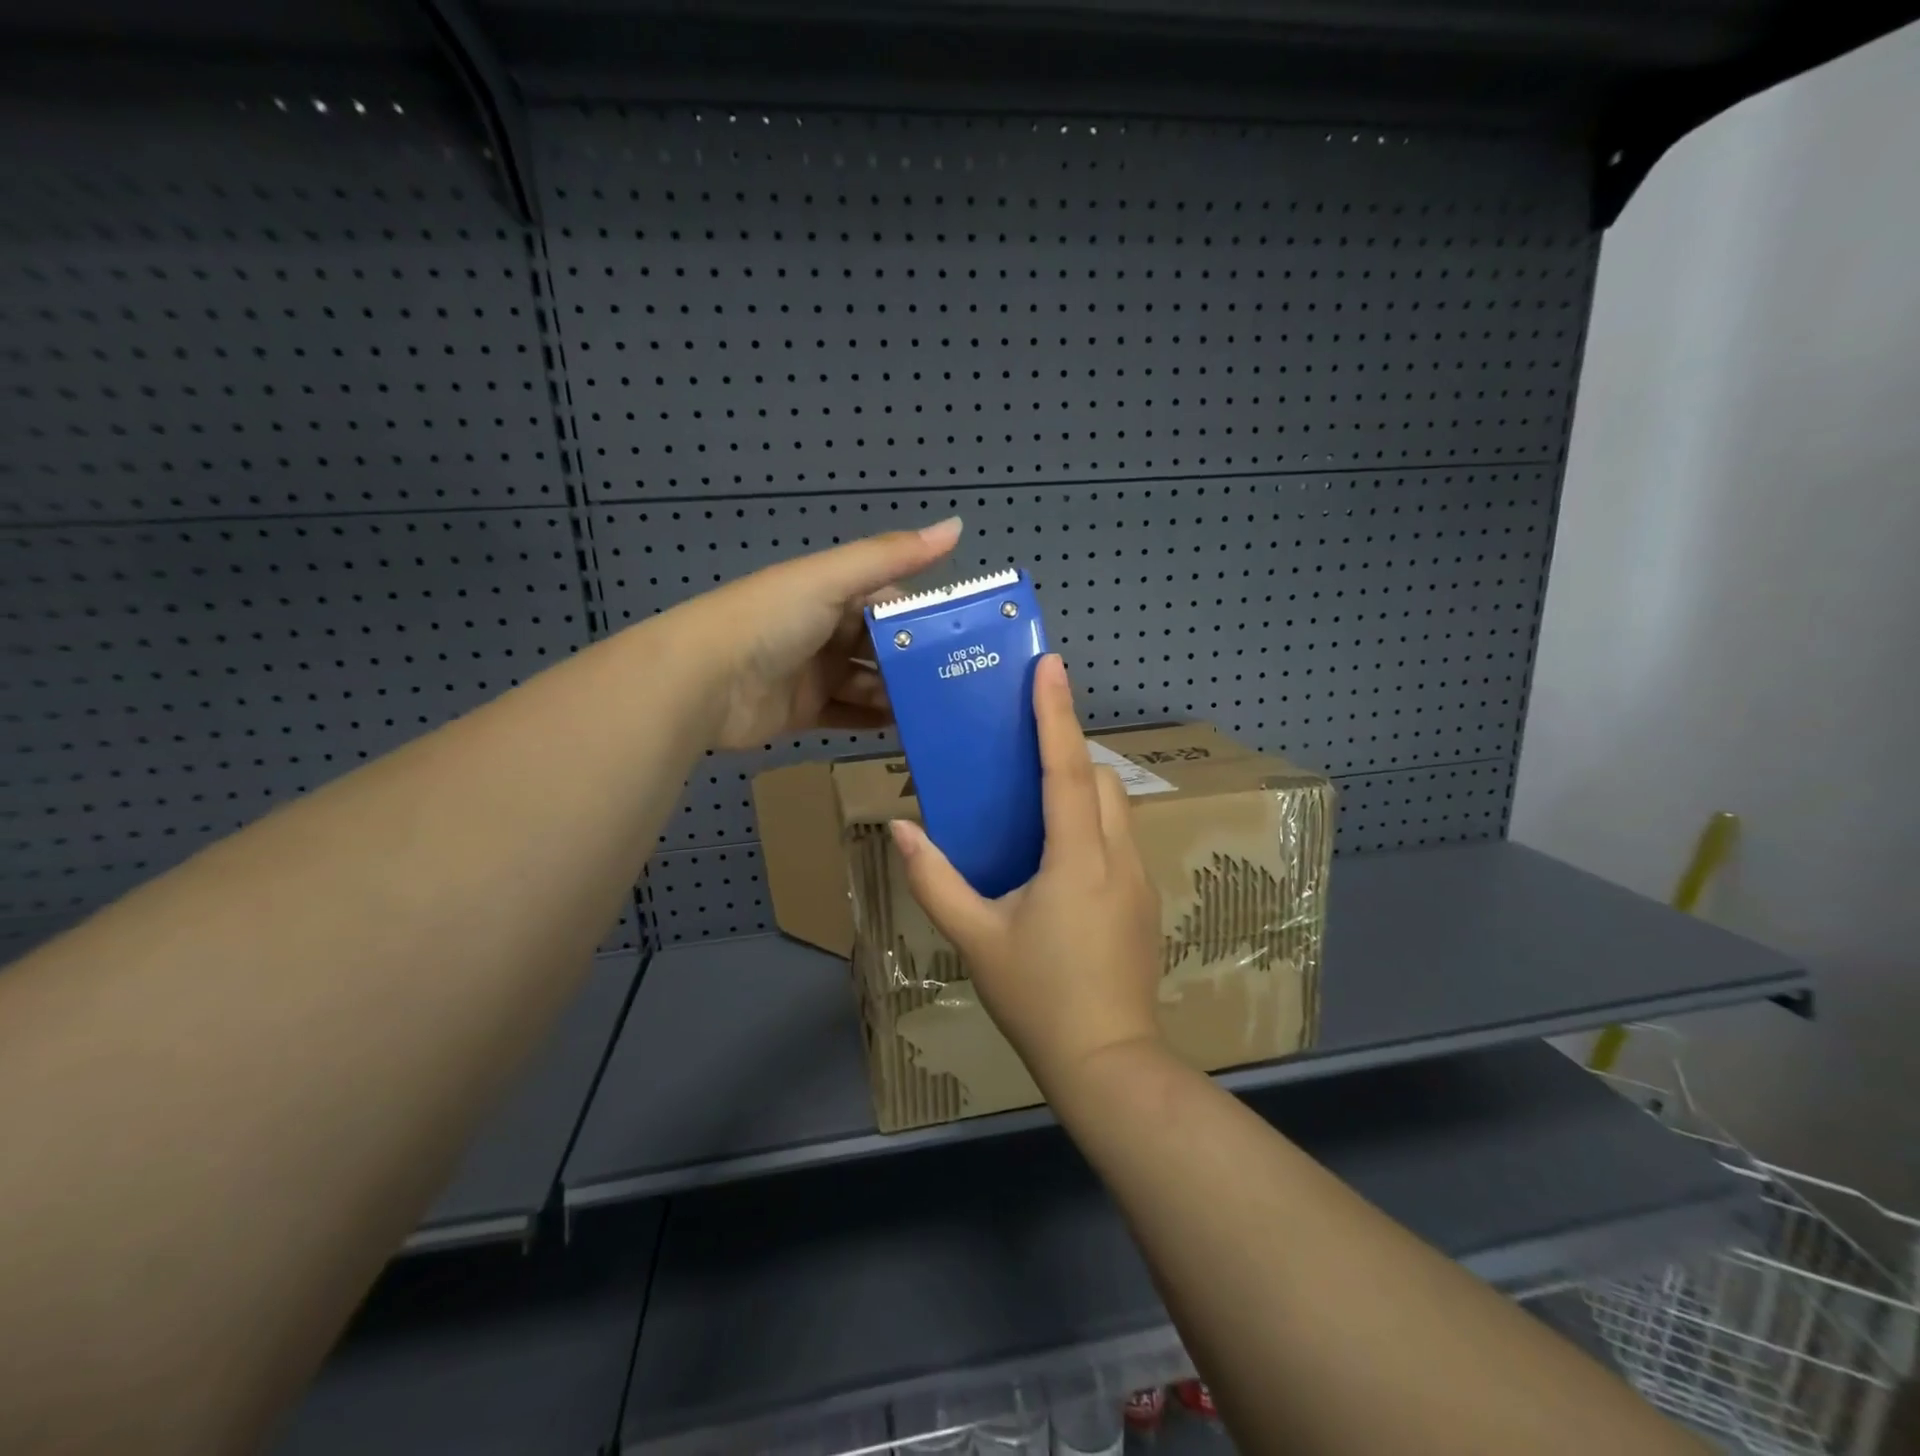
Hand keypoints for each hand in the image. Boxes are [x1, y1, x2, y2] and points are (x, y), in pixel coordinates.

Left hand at [677, 518, 961, 749]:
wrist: (702, 681)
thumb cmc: (770, 620)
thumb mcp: (832, 580)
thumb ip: (892, 556)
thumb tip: (958, 525)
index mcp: (831, 592)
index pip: (890, 599)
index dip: (925, 615)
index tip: (968, 636)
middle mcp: (825, 630)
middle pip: (882, 645)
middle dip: (917, 661)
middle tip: (963, 682)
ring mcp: (813, 673)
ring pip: (869, 683)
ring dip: (900, 694)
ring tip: (942, 710)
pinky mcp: (803, 712)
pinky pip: (849, 716)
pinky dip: (875, 722)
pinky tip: (908, 731)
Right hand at [889, 655, 1164, 1086]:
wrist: (1107, 1062)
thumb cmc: (1037, 997)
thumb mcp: (975, 938)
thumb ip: (935, 880)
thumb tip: (900, 829)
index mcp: (1077, 857)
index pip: (1065, 768)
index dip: (1055, 713)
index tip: (1048, 665)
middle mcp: (1117, 855)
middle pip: (1100, 779)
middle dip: (1068, 751)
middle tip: (1026, 748)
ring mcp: (1139, 879)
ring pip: (1116, 807)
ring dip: (1083, 788)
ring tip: (1038, 800)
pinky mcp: (1145, 901)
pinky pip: (1120, 838)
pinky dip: (1092, 822)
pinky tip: (1059, 857)